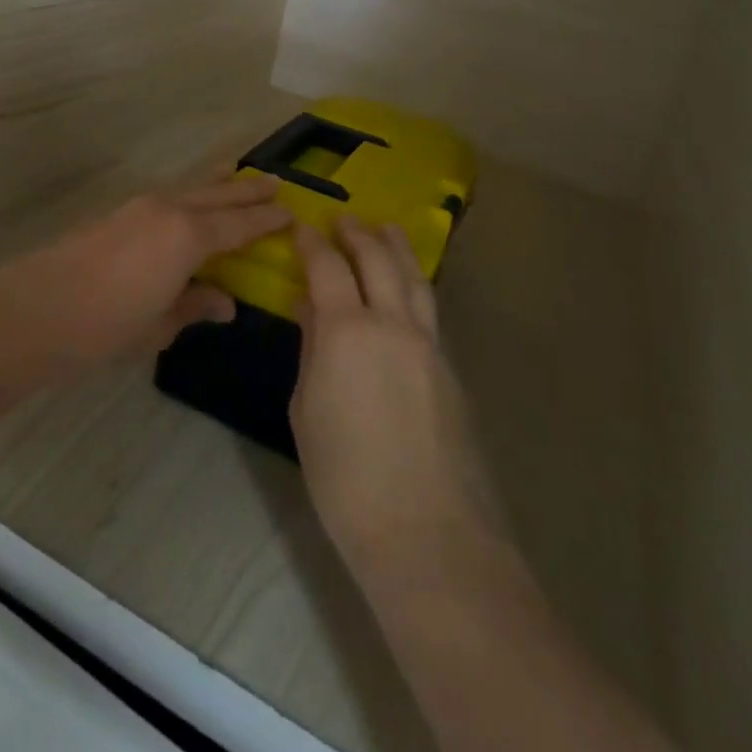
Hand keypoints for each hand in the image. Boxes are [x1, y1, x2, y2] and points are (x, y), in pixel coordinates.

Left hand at [11, 174, 290, 368]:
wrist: (36, 310)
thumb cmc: (106, 325)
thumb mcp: (159, 325)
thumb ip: (195, 306)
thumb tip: (225, 302)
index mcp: (188, 237)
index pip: (238, 225)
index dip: (266, 220)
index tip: (291, 212)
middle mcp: (168, 210)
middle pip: (217, 195)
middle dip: (247, 190)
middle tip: (274, 181)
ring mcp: (139, 207)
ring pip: (190, 188)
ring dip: (216, 184)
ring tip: (235, 175)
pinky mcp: (117, 214)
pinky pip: (168, 196)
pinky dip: (189, 194)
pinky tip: (189, 204)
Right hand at [291, 218, 507, 593]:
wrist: (426, 531)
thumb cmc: (345, 478)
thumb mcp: (307, 410)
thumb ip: (311, 351)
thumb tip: (310, 310)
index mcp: (347, 331)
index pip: (327, 267)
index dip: (312, 243)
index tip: (302, 227)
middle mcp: (392, 322)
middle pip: (377, 258)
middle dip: (358, 233)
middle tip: (344, 219)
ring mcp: (428, 342)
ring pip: (413, 277)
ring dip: (395, 247)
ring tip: (384, 229)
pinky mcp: (449, 366)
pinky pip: (428, 307)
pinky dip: (412, 283)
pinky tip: (404, 287)